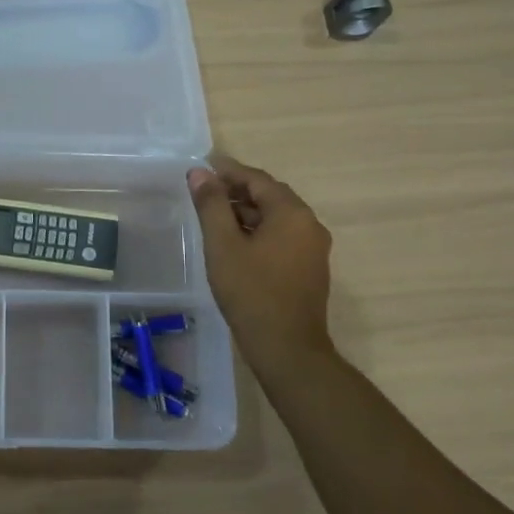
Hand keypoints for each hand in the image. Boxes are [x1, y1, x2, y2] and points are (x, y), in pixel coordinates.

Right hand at [188, 157, 334, 376]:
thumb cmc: (251, 291)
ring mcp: (313, 248)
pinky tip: (235, 242)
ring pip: (276, 218)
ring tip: (214, 215)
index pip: (258, 179)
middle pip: (270, 196)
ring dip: (247, 211)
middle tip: (205, 189)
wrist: (287, 348)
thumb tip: (199, 172)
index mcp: (292, 213)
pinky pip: (282, 236)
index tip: (203, 166)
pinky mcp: (310, 268)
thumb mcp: (223, 245)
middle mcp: (309, 225)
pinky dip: (258, 230)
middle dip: (237, 190)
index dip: (228, 171)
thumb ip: (211, 205)